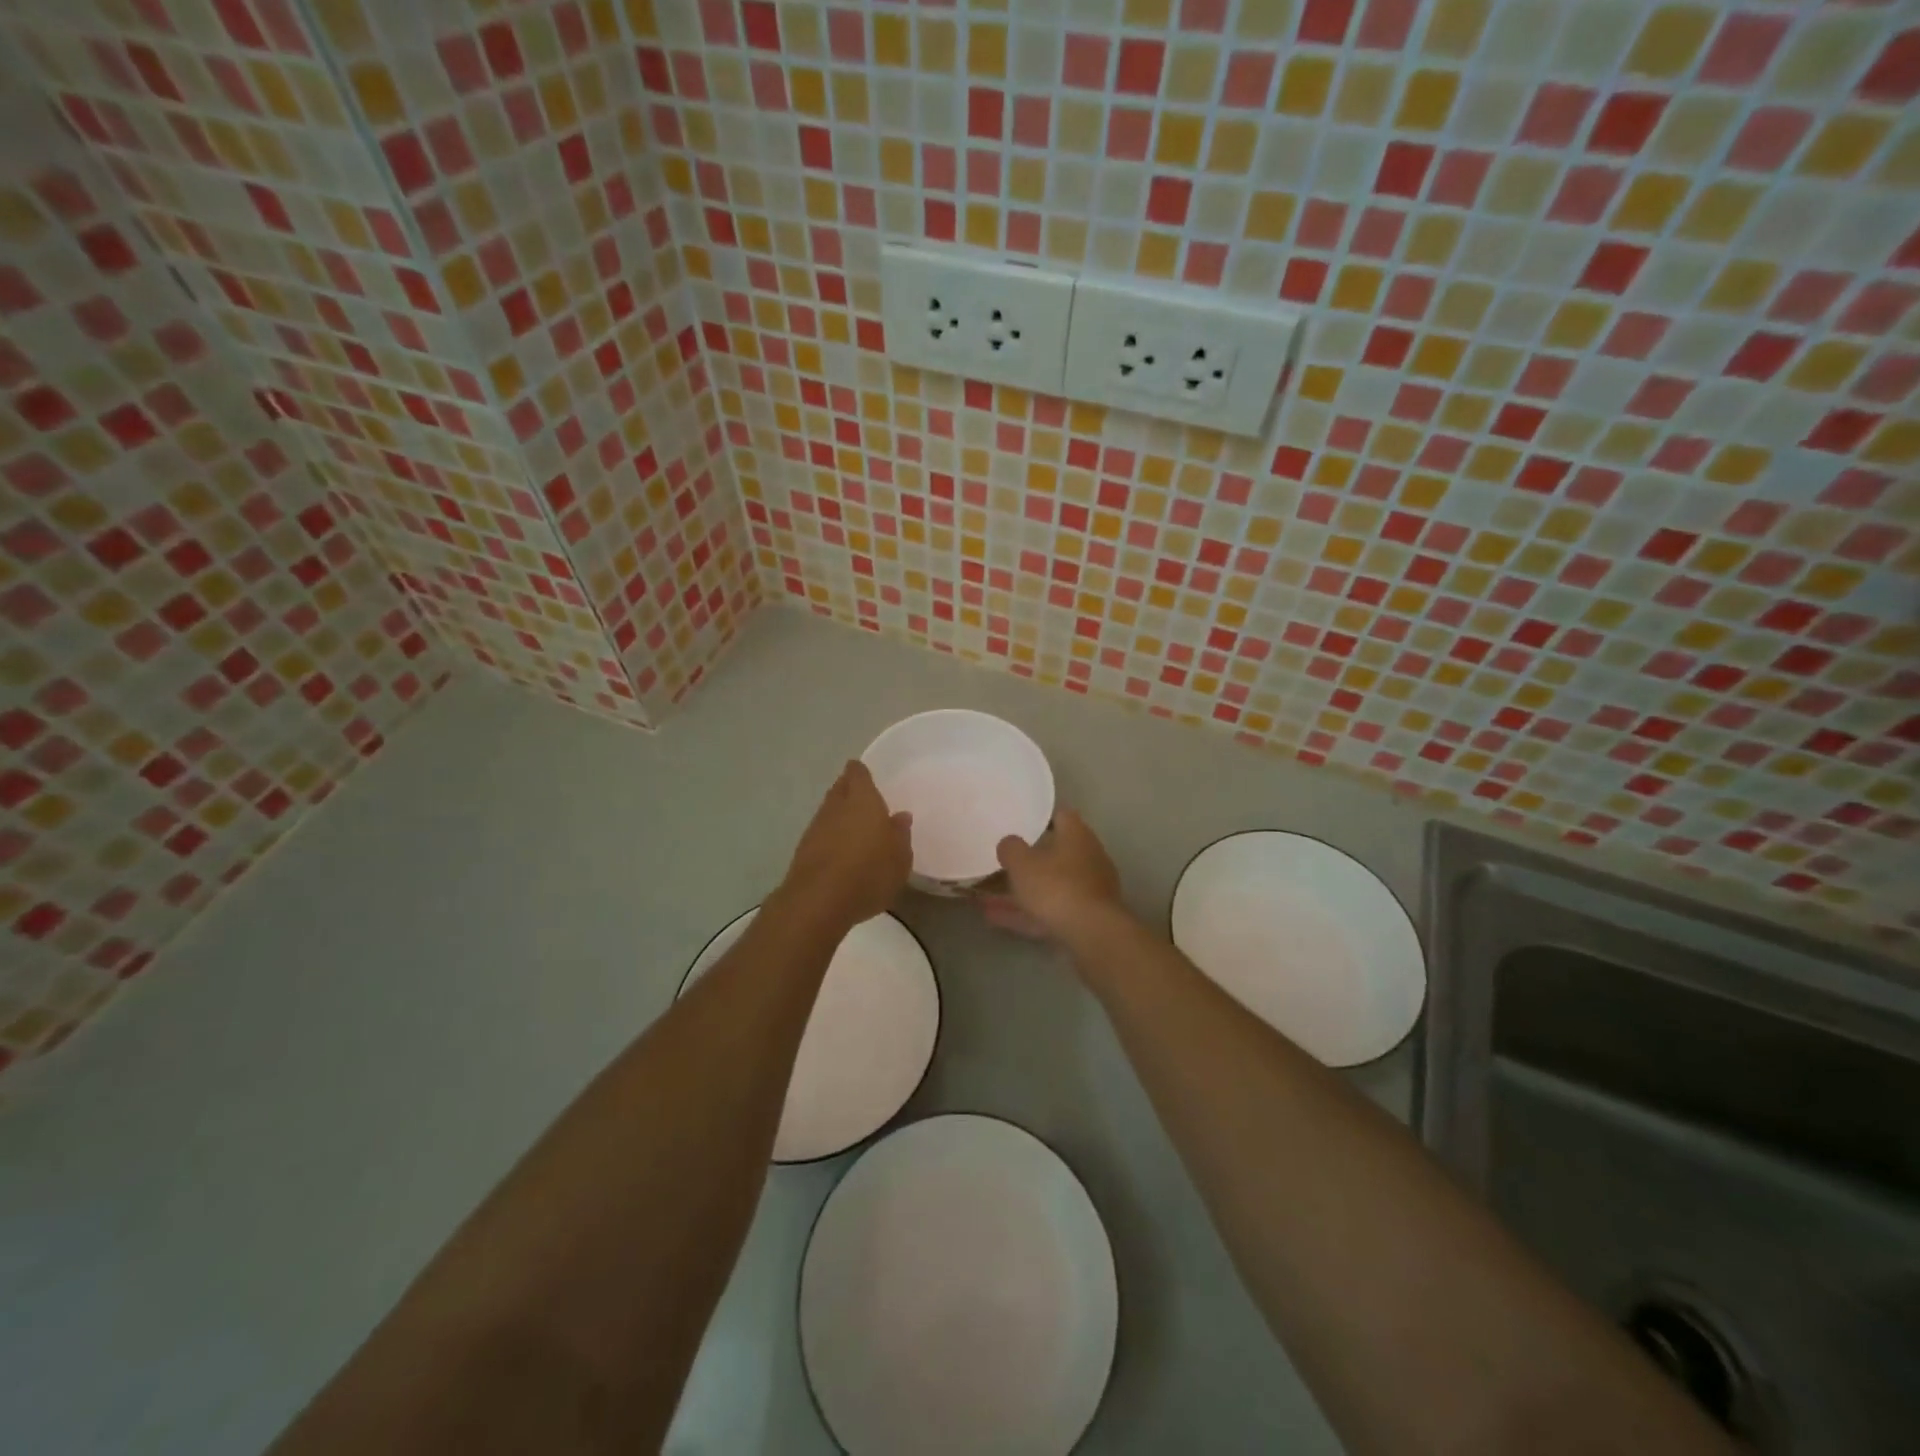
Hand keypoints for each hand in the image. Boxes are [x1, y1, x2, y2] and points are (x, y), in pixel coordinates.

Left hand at [779, 761, 912, 928]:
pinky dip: (830, 836)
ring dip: (839, 815)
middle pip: (839, 789)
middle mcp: (836, 807)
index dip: (860, 772)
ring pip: (828, 811)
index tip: (864, 773)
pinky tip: (840, 850)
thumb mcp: (899, 857)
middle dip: (848, 789)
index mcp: (862, 800)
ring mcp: (816, 828)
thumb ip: (900, 834)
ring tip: (854, 825)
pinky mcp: (803, 851)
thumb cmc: (869, 873)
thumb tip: (900, 817)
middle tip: (861, 796)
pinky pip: (821, 834)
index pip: (858, 774)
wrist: (818, 901)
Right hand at [983, 808, 1125, 941]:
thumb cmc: (1056, 887)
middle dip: (1030, 859)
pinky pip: (1049, 911)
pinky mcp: (1086, 918)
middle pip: (1057, 853)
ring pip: (1050, 886)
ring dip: (1022, 891)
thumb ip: (1011, 848)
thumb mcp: (1022, 863)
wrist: (1092, 934)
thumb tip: (1009, 842)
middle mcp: (1089, 858)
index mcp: (1077, 835)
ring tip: (986, 898)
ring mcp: (1090, 890)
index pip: (1061, 815)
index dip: (1041, 817)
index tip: (1020, 822)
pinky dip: (1026, 914)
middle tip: (1003, 861)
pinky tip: (995, 919)